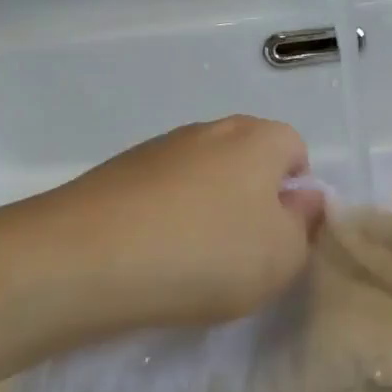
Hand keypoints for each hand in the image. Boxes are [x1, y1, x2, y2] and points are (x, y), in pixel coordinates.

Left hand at [5, 116, 323, 337]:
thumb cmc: (205, 254)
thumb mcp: (282, 256)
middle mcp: (209, 130)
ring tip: (191, 261)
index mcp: (257, 139)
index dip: (297, 192)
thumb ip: (305, 225)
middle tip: (242, 252)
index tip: (281, 236)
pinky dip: (165, 218)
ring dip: (206, 210)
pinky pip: (160, 193)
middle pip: (247, 160)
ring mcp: (158, 148)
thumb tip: (303, 199)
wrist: (86, 259)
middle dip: (252, 200)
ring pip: (202, 177)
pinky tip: (151, 257)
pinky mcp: (117, 172)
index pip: (295, 149)